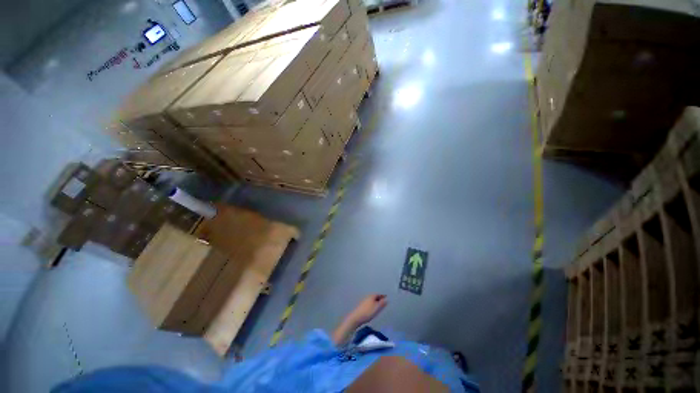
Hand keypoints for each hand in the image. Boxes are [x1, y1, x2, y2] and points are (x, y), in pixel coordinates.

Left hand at [333, 294, 387, 344]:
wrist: (356, 317)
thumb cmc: (368, 312)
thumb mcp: (377, 308)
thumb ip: (382, 304)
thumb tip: (386, 299)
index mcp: (371, 296)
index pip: (378, 294)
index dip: (382, 296)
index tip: (386, 297)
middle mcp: (367, 297)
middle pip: (374, 296)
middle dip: (379, 298)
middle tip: (383, 301)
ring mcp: (364, 301)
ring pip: (371, 300)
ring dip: (375, 301)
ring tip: (379, 305)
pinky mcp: (361, 306)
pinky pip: (369, 303)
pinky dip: (372, 304)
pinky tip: (372, 309)